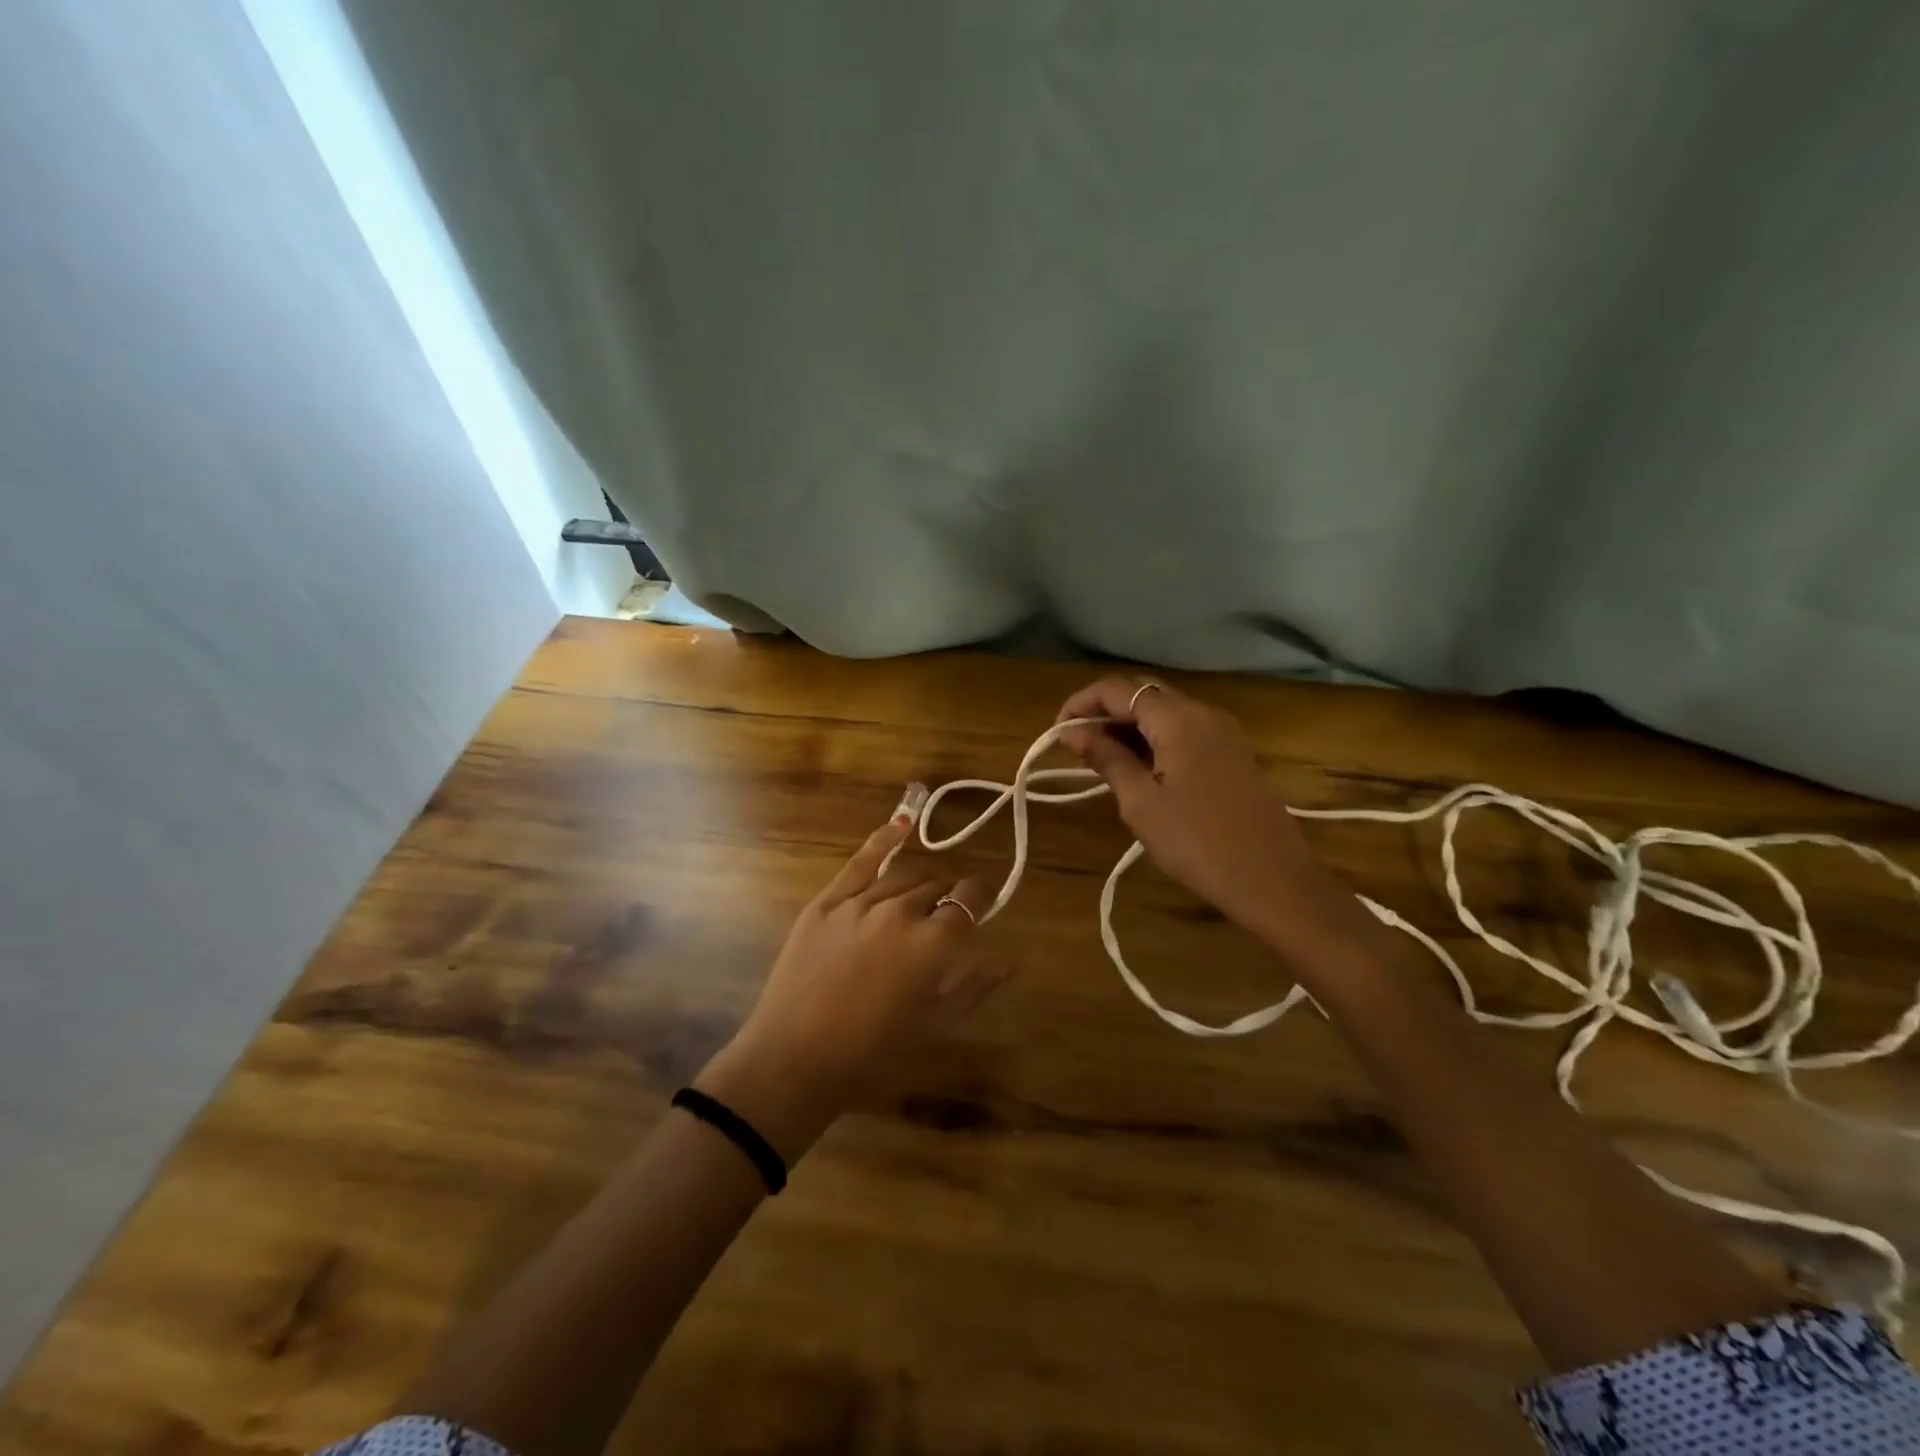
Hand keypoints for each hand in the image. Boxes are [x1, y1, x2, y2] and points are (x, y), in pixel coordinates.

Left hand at [698, 800, 1003, 1160]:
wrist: (793, 1060)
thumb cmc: (872, 1055)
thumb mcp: (933, 1028)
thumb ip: (974, 990)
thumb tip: (1010, 964)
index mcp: (933, 944)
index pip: (969, 902)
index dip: (981, 897)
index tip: (983, 900)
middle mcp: (901, 911)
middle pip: (937, 886)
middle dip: (948, 895)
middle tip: (945, 916)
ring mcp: (860, 902)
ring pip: (904, 876)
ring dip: (920, 884)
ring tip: (920, 898)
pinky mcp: (827, 902)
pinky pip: (861, 861)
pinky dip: (884, 839)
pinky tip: (901, 823)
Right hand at [1057, 677, 1357, 946]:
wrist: (1273, 880)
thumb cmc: (1197, 842)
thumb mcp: (1141, 802)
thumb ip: (1106, 759)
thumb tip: (1072, 732)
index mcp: (1178, 718)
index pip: (1118, 689)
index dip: (1081, 703)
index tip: (1056, 732)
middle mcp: (1203, 712)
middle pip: (1144, 694)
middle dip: (1105, 713)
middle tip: (1076, 747)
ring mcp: (1223, 732)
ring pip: (1165, 713)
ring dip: (1129, 728)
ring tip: (1101, 761)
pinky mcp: (1233, 754)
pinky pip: (1185, 732)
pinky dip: (1155, 740)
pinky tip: (1139, 770)